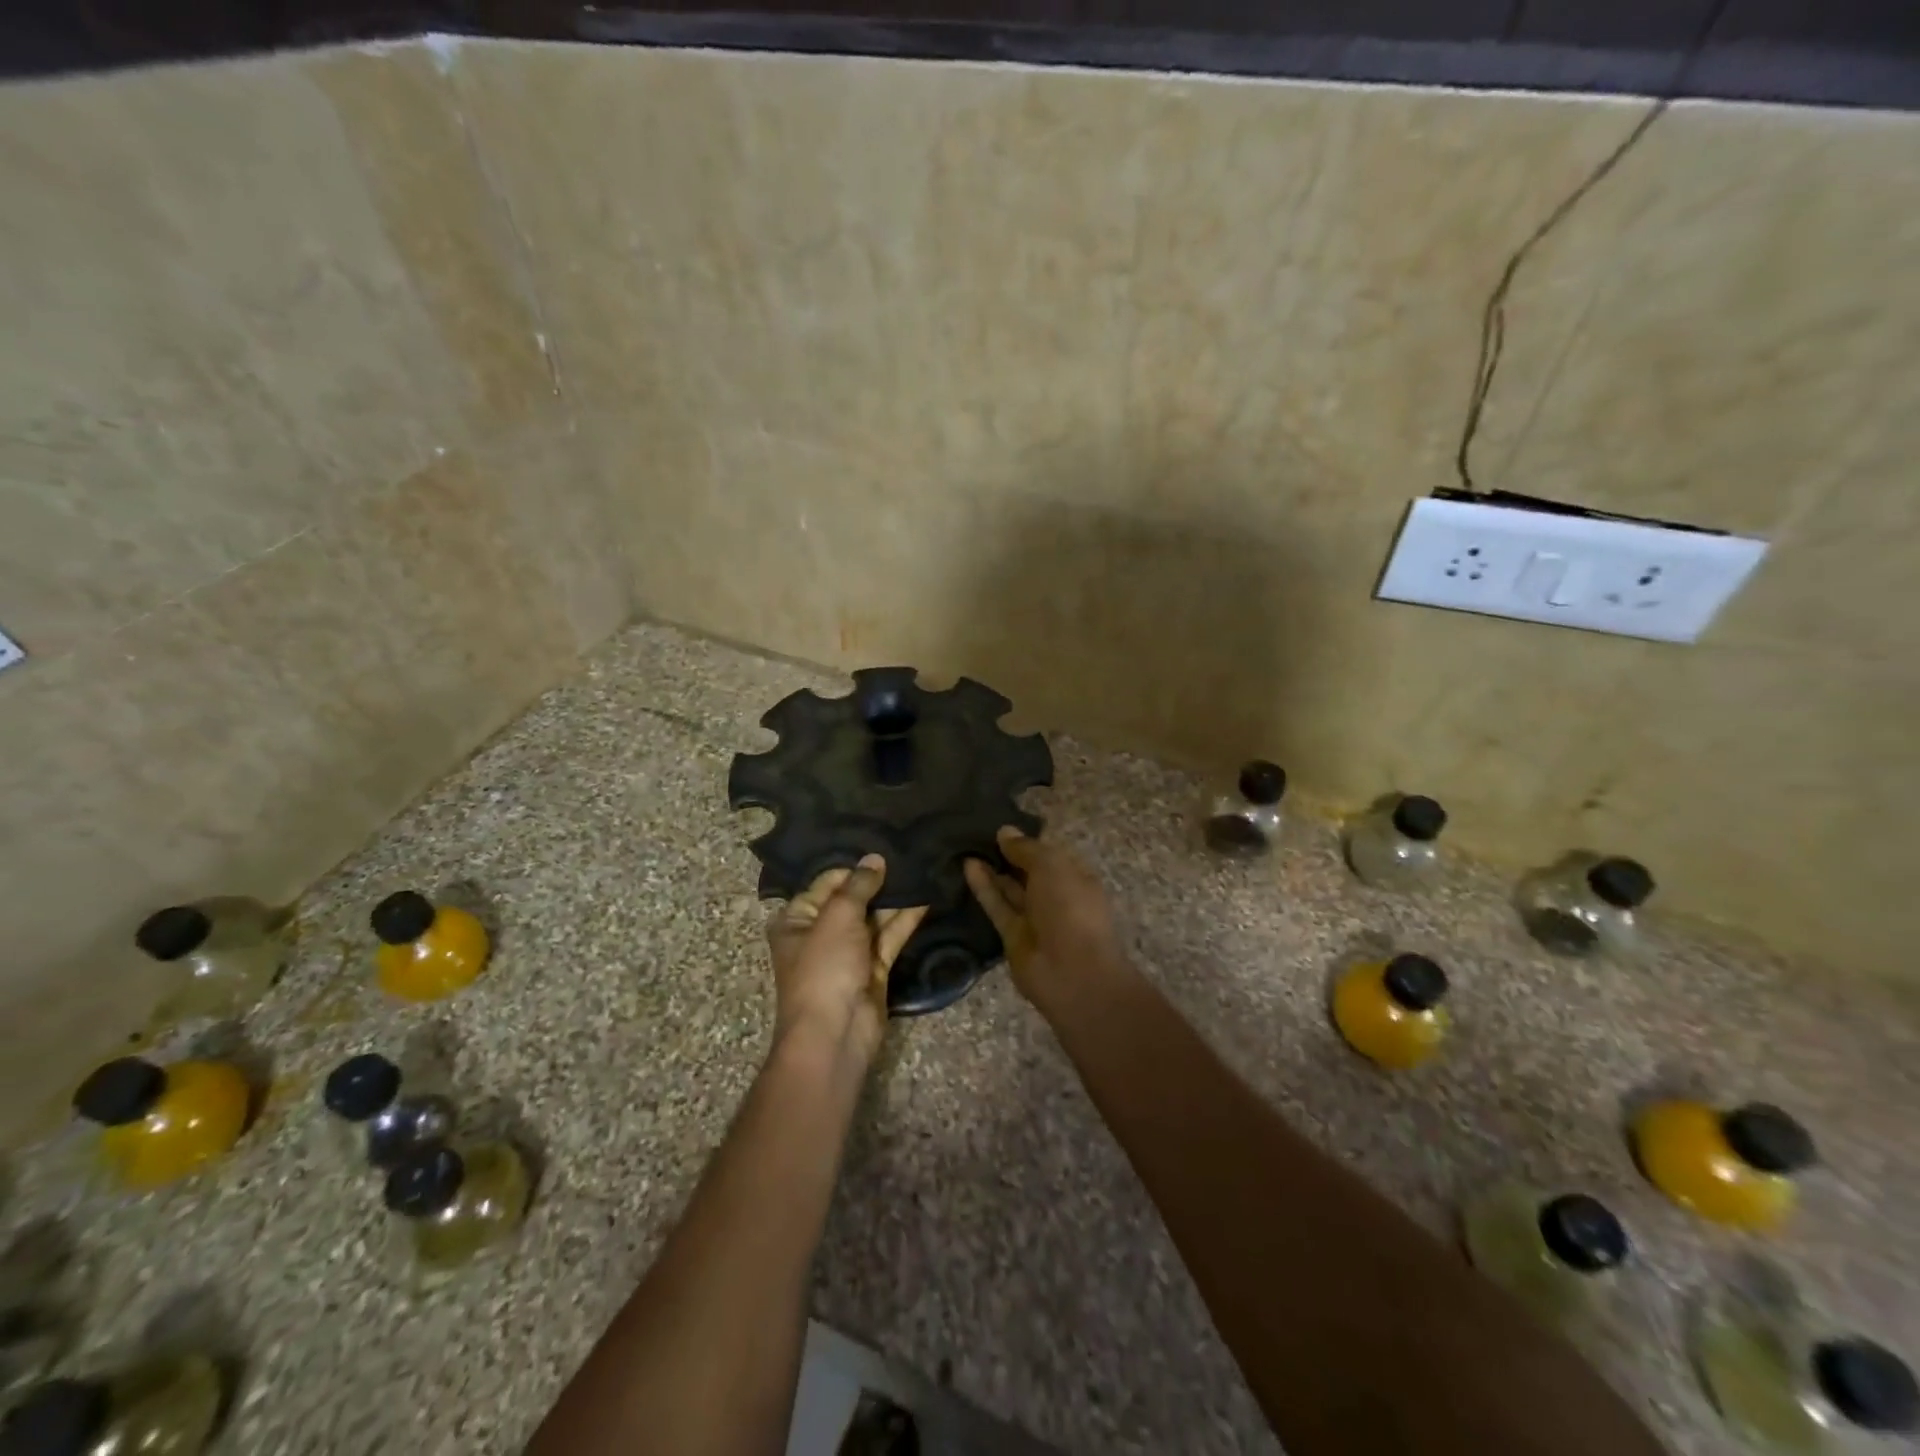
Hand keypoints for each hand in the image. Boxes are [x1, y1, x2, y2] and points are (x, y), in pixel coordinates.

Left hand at [767, 855, 927, 1072]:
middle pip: (852, 898)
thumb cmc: (824, 968)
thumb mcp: (837, 917)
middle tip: (908, 852)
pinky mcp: (874, 968)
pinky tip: (926, 897)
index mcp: (797, 919)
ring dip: (895, 898)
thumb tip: (875, 858)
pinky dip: (906, 919)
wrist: (835, 1033)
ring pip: (874, 917)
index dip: (853, 866)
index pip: (827, 881)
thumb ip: (858, 885)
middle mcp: (821, 932)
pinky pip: (890, 937)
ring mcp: (849, 952)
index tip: (882, 845)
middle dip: (878, 880)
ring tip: (922, 868)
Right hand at [964, 828, 1123, 1005]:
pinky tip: (967, 865)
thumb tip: (1004, 831)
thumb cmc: (1070, 908)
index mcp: (1075, 878)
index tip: (1002, 826)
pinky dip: (983, 887)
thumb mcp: (1051, 866)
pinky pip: (997, 906)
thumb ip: (1026, 849)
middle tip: (977, 833)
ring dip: (992, 869)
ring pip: (1010, 890)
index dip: (1027, 841)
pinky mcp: (1012, 936)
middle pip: (1028, 872)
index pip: (1049, 855)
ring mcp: (1034, 919)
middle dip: (1007, 855)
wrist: (1071, 972)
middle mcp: (1056, 897)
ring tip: (967, 845)